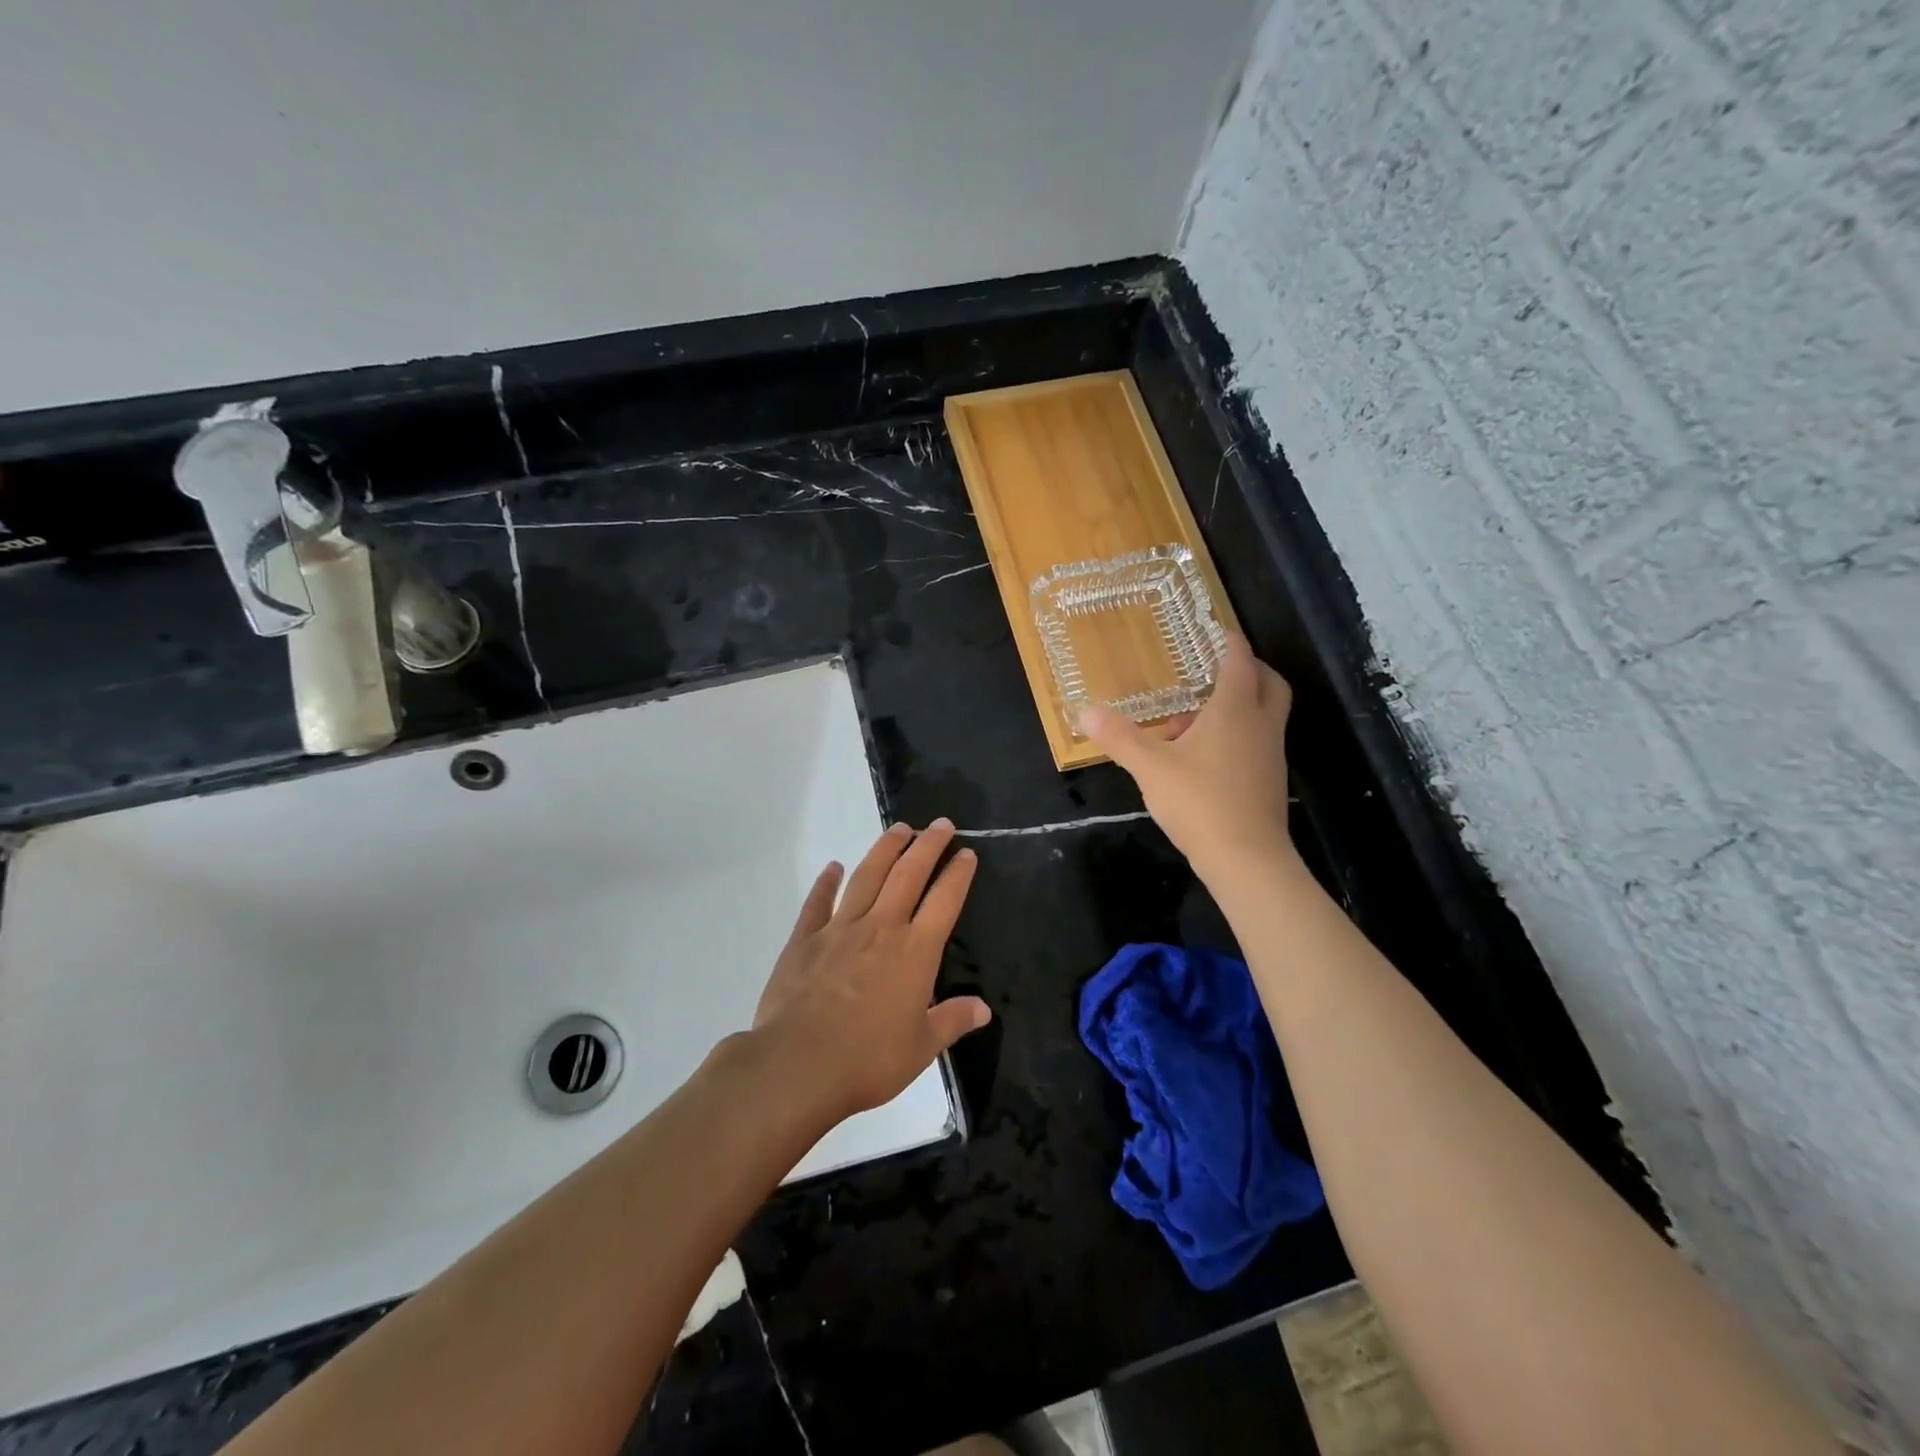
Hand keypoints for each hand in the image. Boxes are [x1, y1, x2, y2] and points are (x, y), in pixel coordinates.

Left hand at [752, 819, 989, 1121]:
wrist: (798, 1065)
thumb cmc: (868, 1060)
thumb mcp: (922, 1048)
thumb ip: (952, 1021)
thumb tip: (983, 1008)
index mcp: (915, 952)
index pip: (944, 901)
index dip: (958, 874)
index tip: (967, 853)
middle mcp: (881, 928)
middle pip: (908, 874)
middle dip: (927, 845)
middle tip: (940, 824)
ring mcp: (840, 929)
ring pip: (867, 877)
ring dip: (885, 849)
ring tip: (899, 829)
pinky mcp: (804, 939)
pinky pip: (818, 902)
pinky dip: (826, 882)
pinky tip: (832, 867)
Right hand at [1080, 633, 1297, 889]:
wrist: (1246, 858)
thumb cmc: (1199, 801)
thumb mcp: (1149, 767)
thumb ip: (1120, 737)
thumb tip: (1086, 712)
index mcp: (1235, 710)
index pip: (1240, 662)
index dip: (1230, 642)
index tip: (1218, 631)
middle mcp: (1260, 725)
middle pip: (1268, 684)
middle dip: (1248, 670)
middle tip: (1217, 670)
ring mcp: (1270, 755)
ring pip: (1262, 716)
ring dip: (1237, 708)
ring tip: (1192, 722)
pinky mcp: (1269, 782)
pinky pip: (1256, 743)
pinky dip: (1236, 736)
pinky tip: (1202, 759)